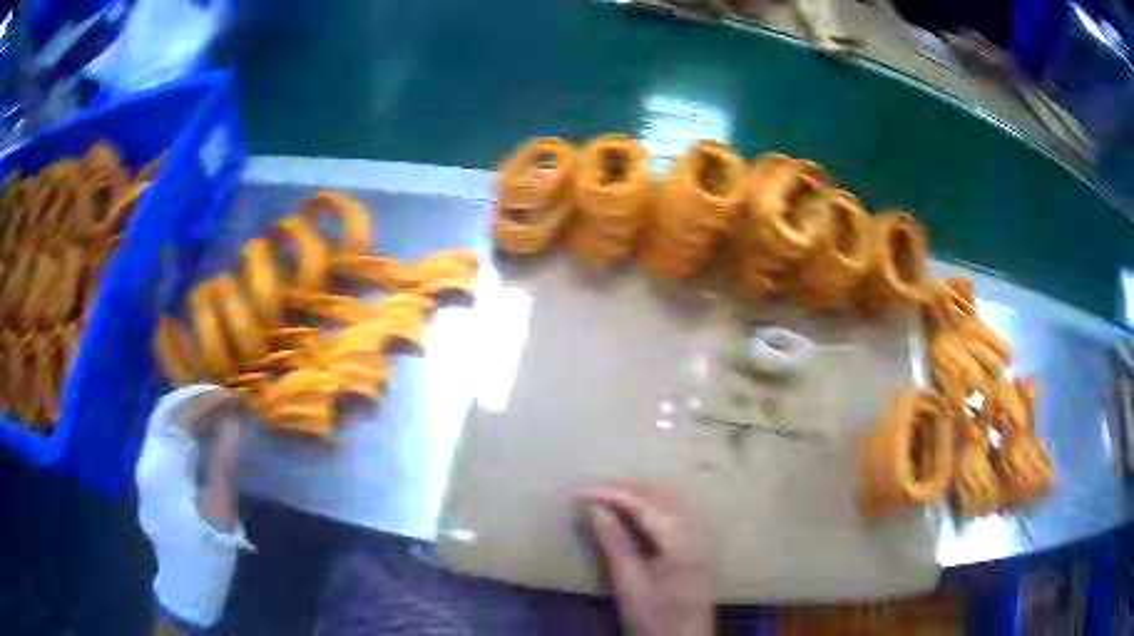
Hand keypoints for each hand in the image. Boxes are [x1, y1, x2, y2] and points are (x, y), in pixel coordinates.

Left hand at [136, 384, 252, 630]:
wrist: (186, 587)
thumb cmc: (205, 554)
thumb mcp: (219, 513)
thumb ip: (222, 464)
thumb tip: (231, 422)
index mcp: (160, 468)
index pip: (173, 413)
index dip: (199, 397)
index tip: (228, 394)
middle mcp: (146, 461)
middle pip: (164, 414)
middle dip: (193, 401)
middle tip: (225, 400)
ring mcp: (146, 470)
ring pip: (162, 426)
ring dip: (188, 414)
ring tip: (218, 414)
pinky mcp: (151, 480)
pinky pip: (163, 442)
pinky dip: (183, 431)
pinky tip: (203, 437)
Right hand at [579, 483, 712, 635]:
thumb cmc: (653, 617)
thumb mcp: (629, 584)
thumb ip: (614, 543)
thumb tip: (594, 508)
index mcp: (682, 543)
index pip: (646, 506)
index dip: (613, 494)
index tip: (581, 493)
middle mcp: (697, 531)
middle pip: (662, 495)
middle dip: (625, 489)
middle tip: (590, 492)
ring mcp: (702, 536)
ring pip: (670, 499)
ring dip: (639, 493)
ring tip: (606, 496)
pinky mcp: (699, 543)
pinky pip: (675, 510)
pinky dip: (652, 503)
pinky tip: (633, 509)